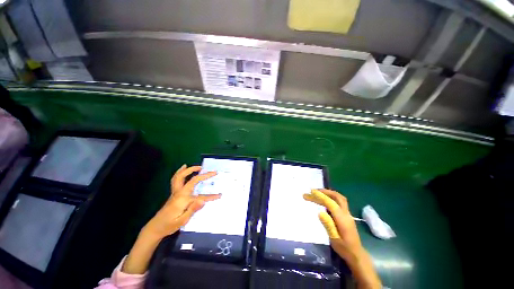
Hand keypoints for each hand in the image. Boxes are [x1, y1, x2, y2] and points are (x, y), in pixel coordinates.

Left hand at [143, 164, 219, 238]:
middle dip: (198, 173)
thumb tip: (203, 200)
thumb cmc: (169, 225)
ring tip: (197, 167)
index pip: (200, 196)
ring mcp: (175, 192)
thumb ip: (192, 209)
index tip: (220, 195)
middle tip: (207, 170)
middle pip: (188, 178)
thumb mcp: (182, 220)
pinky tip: (183, 168)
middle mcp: (179, 193)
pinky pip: (176, 179)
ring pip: (180, 176)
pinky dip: (181, 172)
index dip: (211, 196)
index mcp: (182, 199)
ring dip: (189, 170)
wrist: (155, 227)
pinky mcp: (174, 193)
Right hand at [304, 189, 380, 288]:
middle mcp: (346, 214)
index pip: (331, 203)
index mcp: (342, 219)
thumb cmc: (344, 248)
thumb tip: (320, 212)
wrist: (356, 254)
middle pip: (337, 197)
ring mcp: (347, 214)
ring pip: (339, 198)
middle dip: (325, 192)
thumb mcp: (334, 239)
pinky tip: (325, 200)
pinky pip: (339, 202)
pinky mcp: (346, 215)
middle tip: (314, 191)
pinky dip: (331, 197)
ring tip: (318, 192)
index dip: (321, 196)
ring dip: (328, 193)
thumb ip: (328, 225)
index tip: (311, 192)